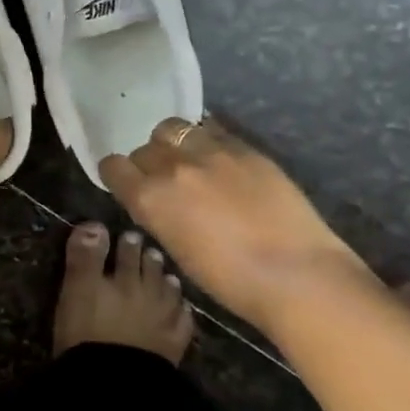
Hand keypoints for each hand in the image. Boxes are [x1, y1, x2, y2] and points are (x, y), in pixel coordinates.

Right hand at [99, 117, 375, 329]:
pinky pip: (211, 129)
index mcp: (149, 198)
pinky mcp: (243, 147)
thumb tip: (159, 202)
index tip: (128, 185)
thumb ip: (159, 216)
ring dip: (174, 144)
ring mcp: (209, 152)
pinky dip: (207, 140)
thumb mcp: (178, 251)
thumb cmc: (231, 281)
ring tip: (191, 161)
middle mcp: (172, 167)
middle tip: (168, 183)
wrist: (297, 275)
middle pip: (143, 149)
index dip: (118, 175)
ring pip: (173, 129)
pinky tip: (221, 160)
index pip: (113, 166)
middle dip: (149, 164)